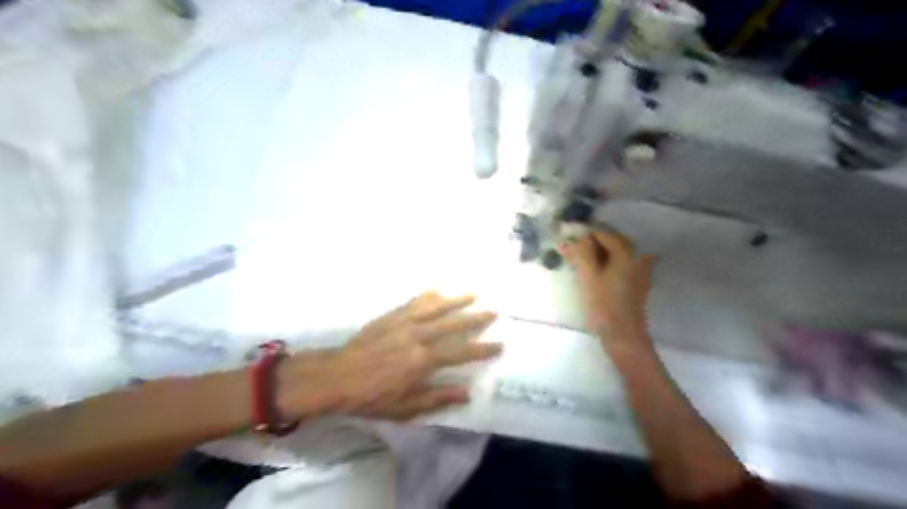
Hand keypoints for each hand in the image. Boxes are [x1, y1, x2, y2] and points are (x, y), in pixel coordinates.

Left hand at [280, 292, 499, 419]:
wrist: (337, 376)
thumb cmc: (371, 396)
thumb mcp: (405, 408)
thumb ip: (436, 398)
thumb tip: (466, 392)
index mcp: (422, 361)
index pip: (460, 352)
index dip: (481, 349)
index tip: (499, 344)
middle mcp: (418, 336)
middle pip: (452, 324)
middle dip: (475, 318)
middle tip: (493, 312)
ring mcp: (404, 322)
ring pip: (436, 307)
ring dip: (456, 300)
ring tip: (473, 294)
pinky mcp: (391, 316)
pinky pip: (413, 302)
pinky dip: (428, 294)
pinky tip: (437, 288)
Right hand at [557, 230, 656, 348]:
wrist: (623, 335)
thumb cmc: (604, 305)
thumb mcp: (588, 276)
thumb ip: (579, 253)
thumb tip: (569, 238)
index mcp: (627, 251)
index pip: (602, 233)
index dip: (583, 236)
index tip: (567, 243)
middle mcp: (638, 255)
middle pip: (610, 242)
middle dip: (590, 245)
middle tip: (571, 253)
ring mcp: (640, 269)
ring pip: (614, 254)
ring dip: (596, 255)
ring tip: (578, 263)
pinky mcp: (637, 281)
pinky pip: (619, 264)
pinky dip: (605, 264)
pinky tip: (593, 272)